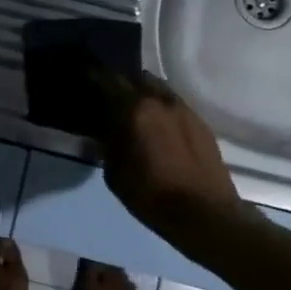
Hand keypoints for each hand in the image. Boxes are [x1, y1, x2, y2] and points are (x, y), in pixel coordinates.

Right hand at [98, 71, 242, 235]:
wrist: (205, 214)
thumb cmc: (152, 196)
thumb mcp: (115, 173)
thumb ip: (109, 143)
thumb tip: (107, 129)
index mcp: (135, 109)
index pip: (109, 79)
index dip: (94, 75)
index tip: (84, 76)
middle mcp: (161, 100)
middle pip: (138, 78)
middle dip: (123, 84)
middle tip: (111, 97)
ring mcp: (184, 109)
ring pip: (159, 89)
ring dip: (145, 95)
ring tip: (136, 111)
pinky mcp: (201, 122)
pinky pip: (174, 105)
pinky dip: (162, 109)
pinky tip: (159, 126)